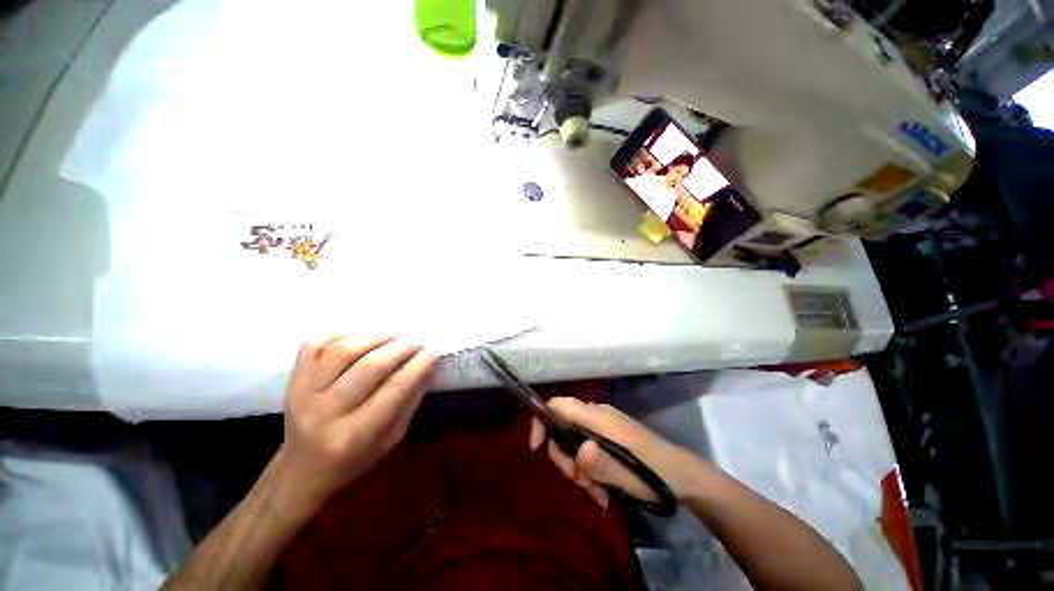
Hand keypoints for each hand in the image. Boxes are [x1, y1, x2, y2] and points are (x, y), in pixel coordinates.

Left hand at [274, 336, 436, 519]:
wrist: (300, 470)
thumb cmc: (353, 459)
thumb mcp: (390, 439)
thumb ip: (409, 401)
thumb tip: (428, 366)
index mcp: (353, 436)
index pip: (394, 390)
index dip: (418, 366)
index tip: (433, 350)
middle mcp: (324, 414)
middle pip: (368, 367)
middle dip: (400, 347)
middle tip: (417, 340)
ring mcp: (302, 394)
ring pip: (342, 351)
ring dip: (375, 337)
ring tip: (394, 335)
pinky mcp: (291, 380)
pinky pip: (314, 345)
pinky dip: (340, 333)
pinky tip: (360, 336)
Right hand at [529, 397, 701, 509]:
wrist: (682, 476)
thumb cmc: (655, 474)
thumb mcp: (629, 476)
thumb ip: (602, 464)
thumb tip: (578, 449)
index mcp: (598, 416)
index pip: (558, 405)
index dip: (542, 421)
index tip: (536, 448)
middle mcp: (596, 416)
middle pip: (561, 428)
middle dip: (565, 458)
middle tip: (581, 482)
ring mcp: (602, 427)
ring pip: (572, 443)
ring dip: (578, 470)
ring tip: (598, 493)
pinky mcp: (607, 439)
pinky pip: (585, 451)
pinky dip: (588, 471)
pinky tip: (603, 492)